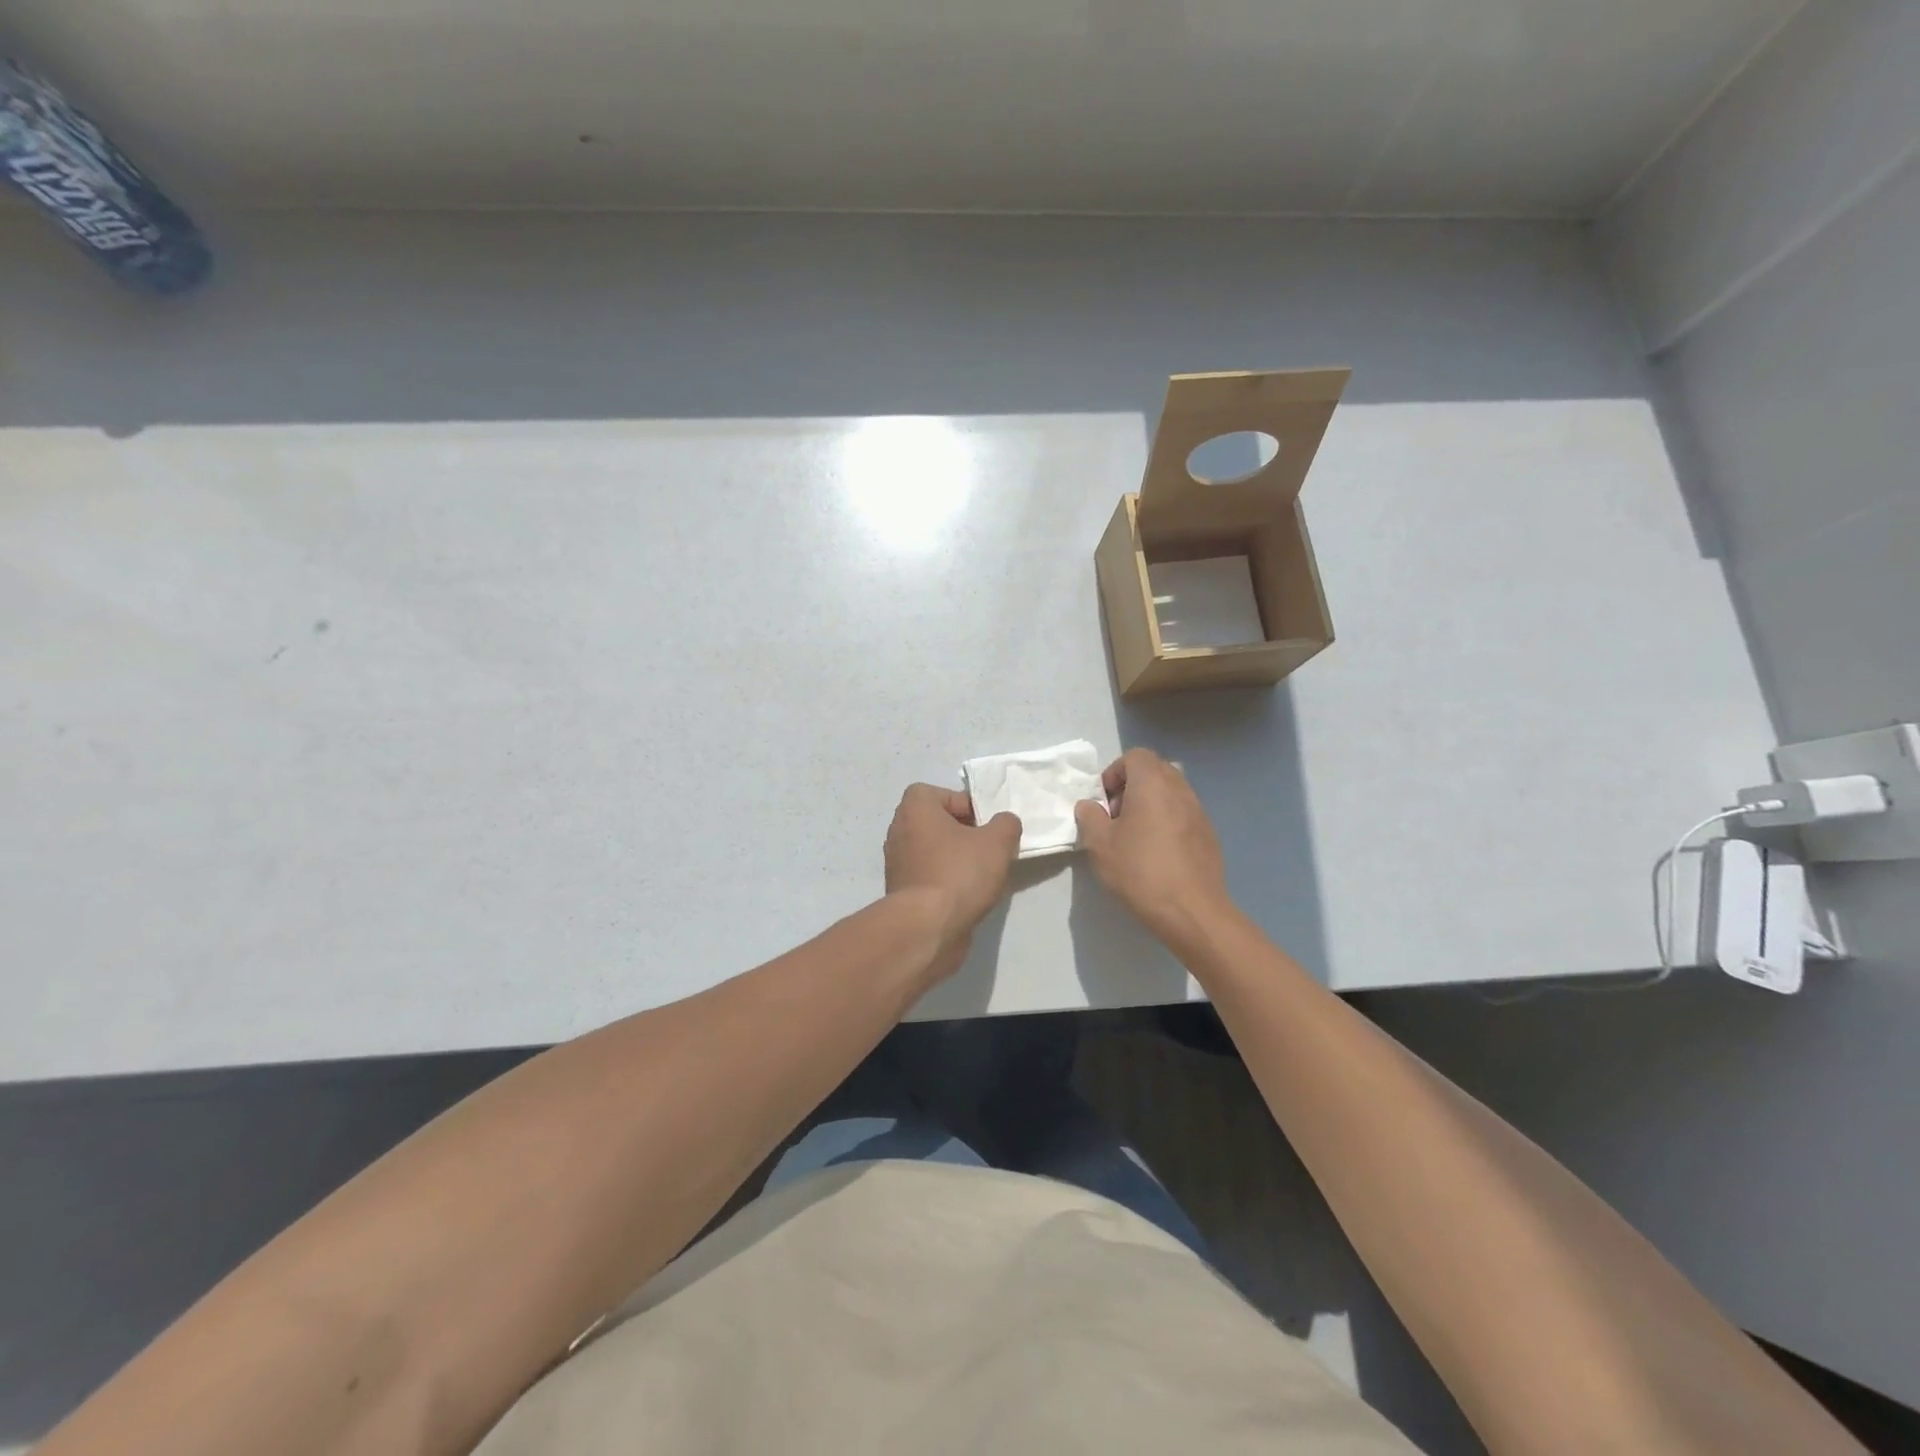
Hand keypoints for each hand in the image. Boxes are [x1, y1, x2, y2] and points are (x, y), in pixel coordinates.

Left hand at [884, 785, 1021, 977]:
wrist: (927, 928)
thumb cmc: (959, 873)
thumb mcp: (997, 842)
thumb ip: (1006, 824)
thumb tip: (1004, 823)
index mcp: (915, 809)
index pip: (940, 794)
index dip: (966, 805)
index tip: (985, 825)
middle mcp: (899, 831)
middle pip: (937, 823)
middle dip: (964, 833)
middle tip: (988, 848)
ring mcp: (897, 863)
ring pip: (934, 851)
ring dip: (956, 859)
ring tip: (982, 875)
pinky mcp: (902, 892)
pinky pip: (929, 876)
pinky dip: (946, 882)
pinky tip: (968, 896)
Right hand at [1074, 749, 1232, 945]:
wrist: (1191, 911)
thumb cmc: (1140, 870)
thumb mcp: (1100, 844)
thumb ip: (1090, 816)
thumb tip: (1090, 806)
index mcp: (1152, 783)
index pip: (1135, 756)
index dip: (1114, 772)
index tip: (1104, 802)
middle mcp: (1180, 789)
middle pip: (1155, 770)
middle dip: (1132, 786)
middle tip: (1117, 817)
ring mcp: (1199, 812)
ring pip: (1171, 793)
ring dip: (1151, 804)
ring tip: (1136, 837)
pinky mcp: (1209, 835)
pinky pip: (1183, 815)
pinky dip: (1168, 822)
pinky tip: (1158, 855)